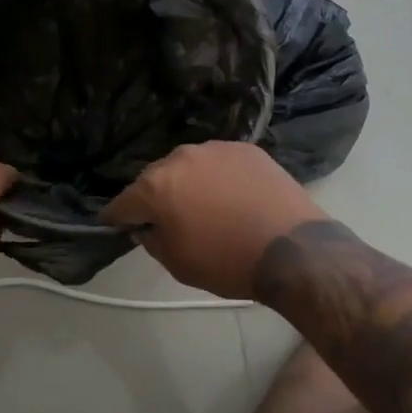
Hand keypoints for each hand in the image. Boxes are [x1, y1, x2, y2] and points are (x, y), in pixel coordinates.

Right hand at [103, 142, 328, 298]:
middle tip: (170, 221)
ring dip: (189, 184)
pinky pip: (219, 163)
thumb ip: (152, 241)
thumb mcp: (178, 264)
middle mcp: (179, 157)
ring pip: (189, 167)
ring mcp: (214, 149)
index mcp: (156, 186)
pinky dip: (219, 178)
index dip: (118, 218)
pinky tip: (235, 198)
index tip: (119, 227)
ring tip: (208, 208)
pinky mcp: (245, 148)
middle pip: (155, 178)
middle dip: (156, 198)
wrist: (293, 249)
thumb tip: (147, 227)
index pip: (122, 202)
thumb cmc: (228, 261)